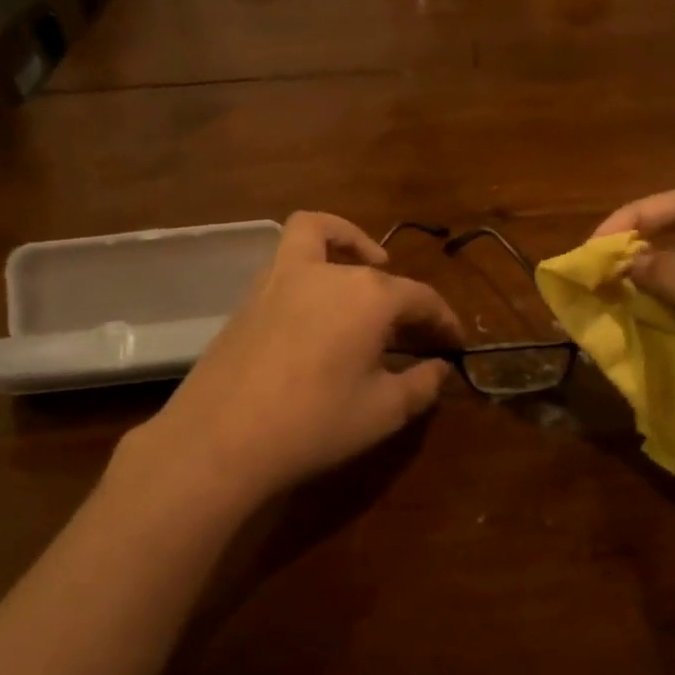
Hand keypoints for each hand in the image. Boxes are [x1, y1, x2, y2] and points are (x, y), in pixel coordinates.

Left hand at [138, 212, 462, 504]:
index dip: (444, 321)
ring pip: (319, 233)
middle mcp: (328, 273)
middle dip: (404, 299)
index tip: (455, 344)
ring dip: (348, 243)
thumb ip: (422, 384)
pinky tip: (316, 304)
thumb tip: (439, 368)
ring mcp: (282, 277)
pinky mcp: (251, 295)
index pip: (421, 298)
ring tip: (364, 271)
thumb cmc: (314, 424)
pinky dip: (311, 260)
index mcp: (369, 296)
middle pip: (378, 274)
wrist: (219, 441)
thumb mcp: (383, 412)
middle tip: (414, 334)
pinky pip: (288, 257)